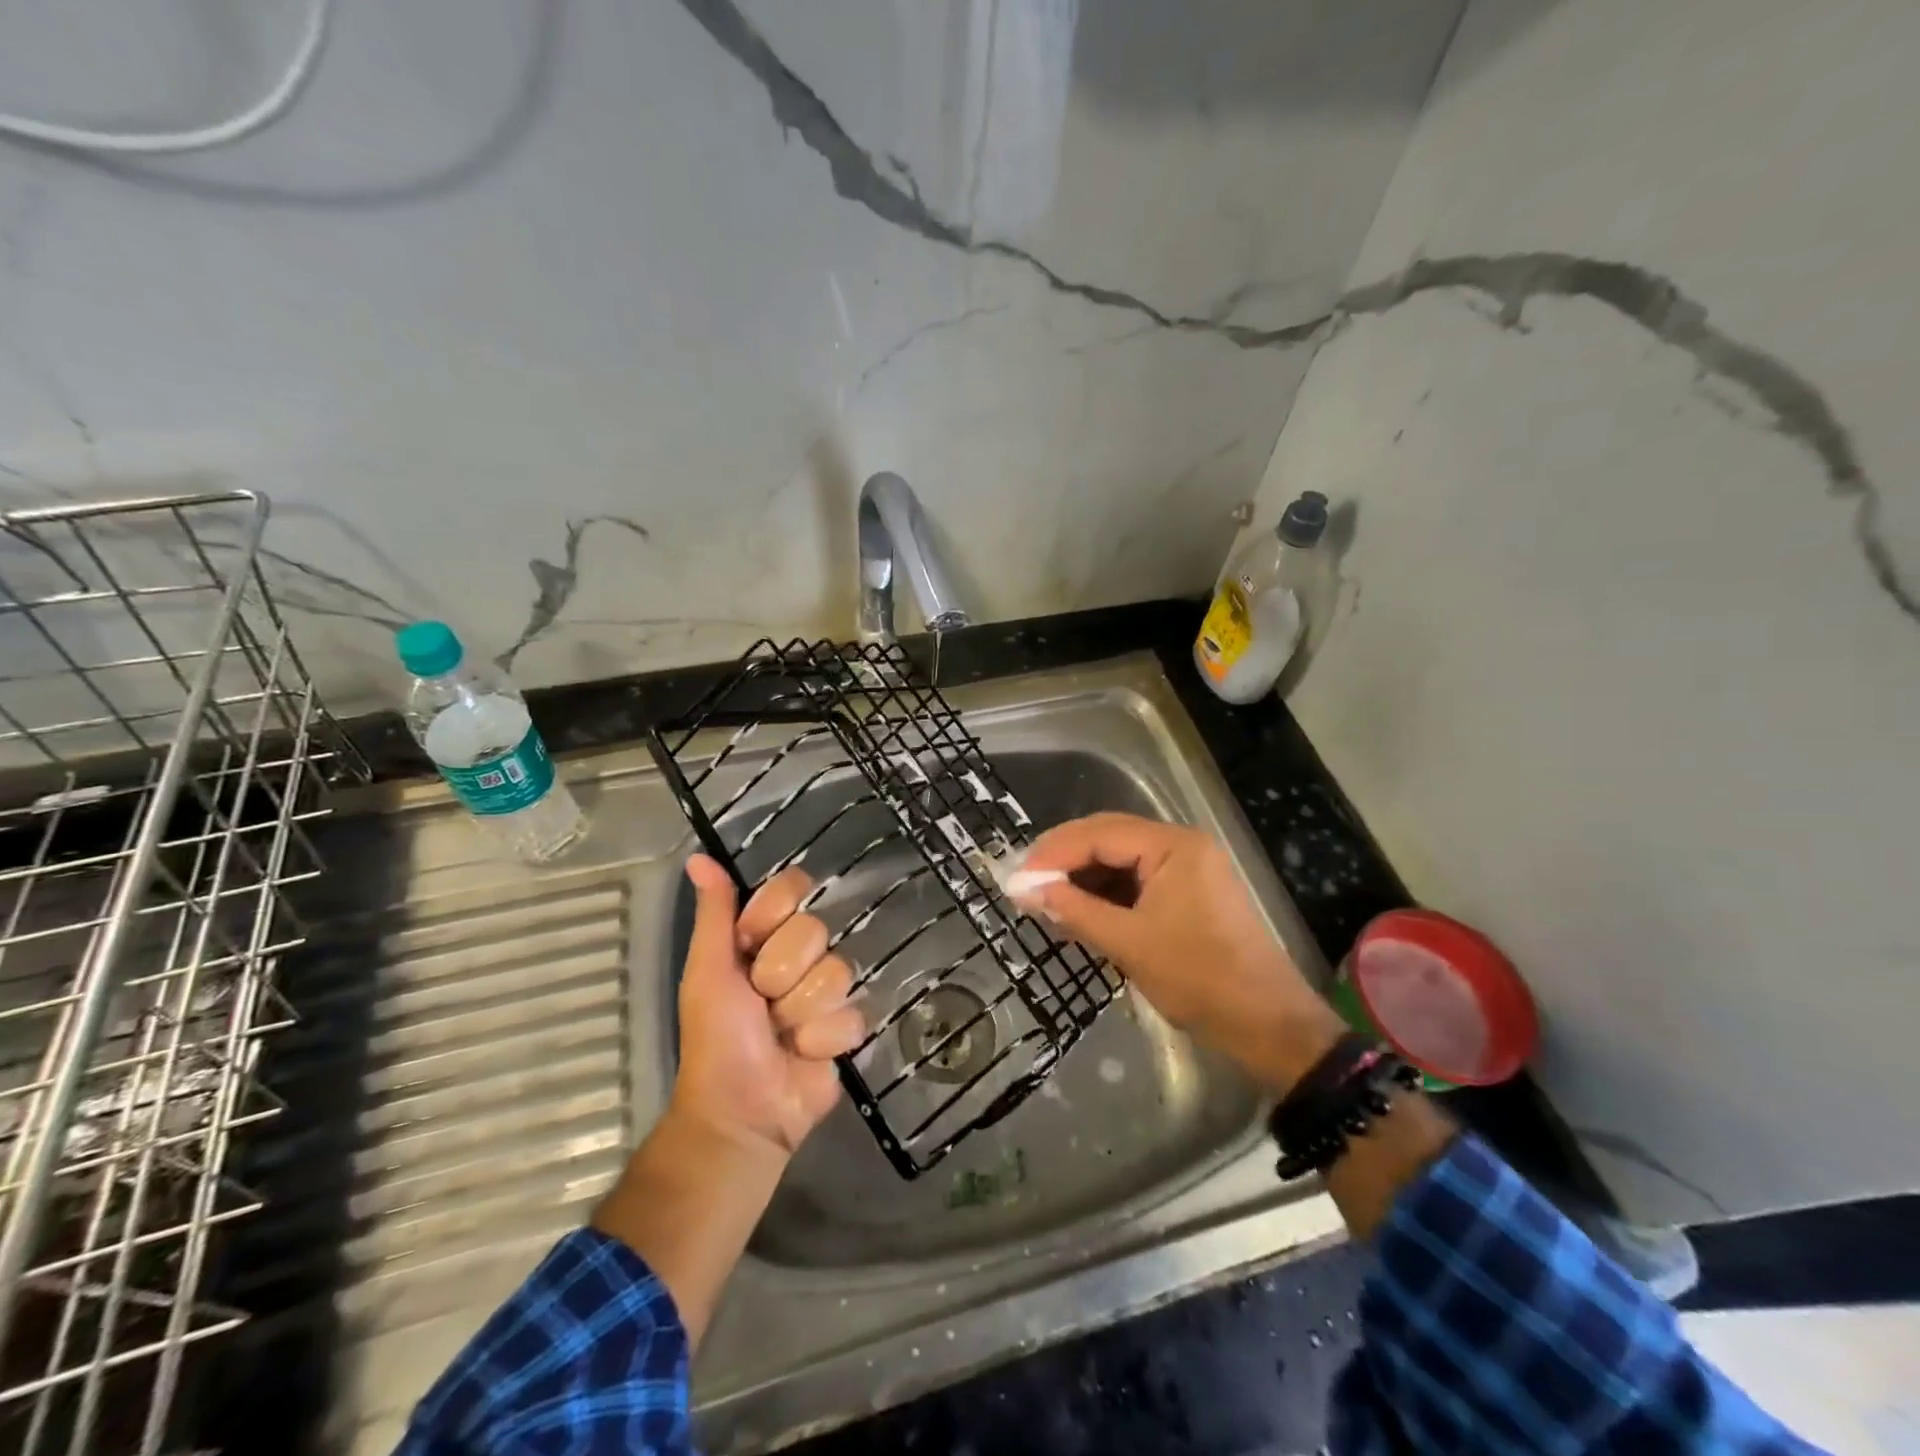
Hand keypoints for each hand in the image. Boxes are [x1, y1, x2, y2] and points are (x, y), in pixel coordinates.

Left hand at [671, 854, 865, 1156]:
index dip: (774, 915)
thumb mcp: (708, 970)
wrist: (742, 1111)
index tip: (749, 942)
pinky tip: (804, 1054)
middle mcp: (800, 955)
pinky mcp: (848, 1026)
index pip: (793, 888)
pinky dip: (821, 1040)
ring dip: (801, 1012)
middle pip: (816, 930)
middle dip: (782, 974)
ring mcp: (827, 990)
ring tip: (781, 1034)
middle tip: (761, 1001)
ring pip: (837, 972)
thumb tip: (697, 857)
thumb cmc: (716, 1038)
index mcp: (764, 936)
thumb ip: (714, 913)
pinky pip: (852, 1014)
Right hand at [1017, 813, 1345, 1090]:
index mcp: (1173, 846)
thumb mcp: (1128, 944)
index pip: (1098, 834)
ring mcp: (1187, 868)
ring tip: (1046, 902)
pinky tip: (1080, 913)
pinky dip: (1106, 895)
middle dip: (1064, 861)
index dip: (1052, 854)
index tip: (1015, 879)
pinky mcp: (1188, 892)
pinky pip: (1136, 881)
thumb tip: (1022, 890)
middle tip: (1025, 886)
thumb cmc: (1199, 980)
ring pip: (1119, 861)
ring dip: (1083, 879)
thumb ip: (1073, 911)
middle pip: (1107, 839)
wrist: (1268, 1026)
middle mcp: (1181, 845)